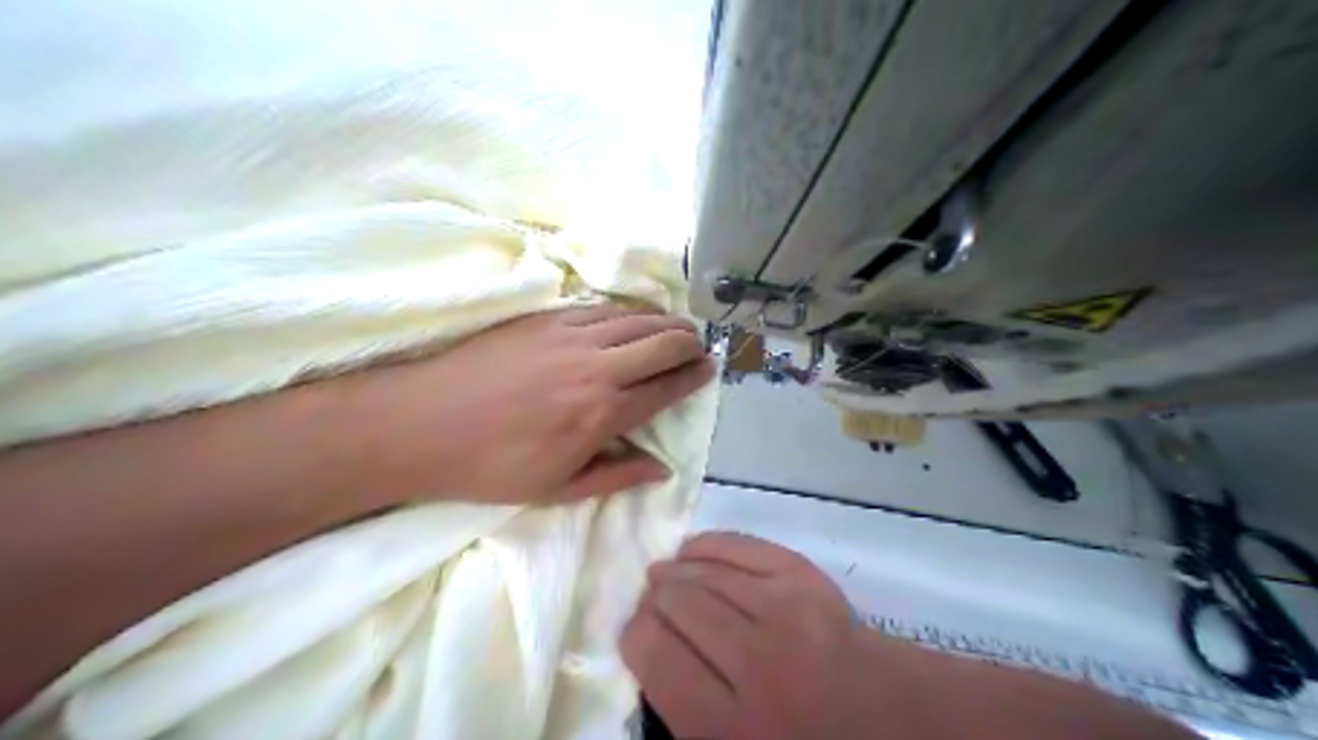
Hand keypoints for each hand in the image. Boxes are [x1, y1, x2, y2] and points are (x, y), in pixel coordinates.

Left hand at [337, 305, 709, 504]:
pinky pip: (600, 308)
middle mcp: (597, 366)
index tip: (708, 370)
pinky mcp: (545, 318)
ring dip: (664, 322)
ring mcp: (570, 335)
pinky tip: (631, 317)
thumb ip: (617, 476)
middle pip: (662, 343)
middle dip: (689, 343)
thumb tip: (662, 468)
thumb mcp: (558, 489)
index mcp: (603, 413)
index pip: (666, 387)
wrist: (421, 424)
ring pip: (636, 318)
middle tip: (698, 347)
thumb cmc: (491, 466)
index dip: (694, 377)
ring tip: (676, 328)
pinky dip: (626, 311)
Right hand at [622, 533, 872, 739]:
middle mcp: (756, 662)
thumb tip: (647, 650)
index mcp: (730, 726)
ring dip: (675, 570)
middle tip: (650, 601)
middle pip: (679, 605)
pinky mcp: (807, 578)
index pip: (654, 654)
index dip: (633, 635)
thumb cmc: (801, 739)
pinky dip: (710, 544)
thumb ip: (682, 712)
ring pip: (707, 573)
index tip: (635, 631)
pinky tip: (693, 550)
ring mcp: (786, 610)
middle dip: (653, 599)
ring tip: (664, 574)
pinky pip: (742, 546)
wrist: (889, 718)